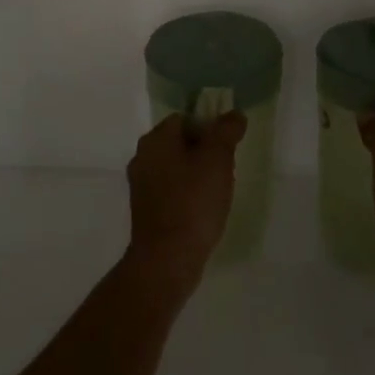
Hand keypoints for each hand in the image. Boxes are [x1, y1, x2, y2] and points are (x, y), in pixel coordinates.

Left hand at [124, 112, 244, 294]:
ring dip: (196, 174)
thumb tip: (234, 114)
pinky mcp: (145, 211)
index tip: (227, 147)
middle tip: (226, 169)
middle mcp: (143, 157)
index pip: (185, 118)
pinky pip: (171, 191)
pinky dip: (187, 195)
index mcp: (156, 139)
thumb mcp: (217, 159)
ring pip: (175, 168)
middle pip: (180, 143)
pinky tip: (203, 210)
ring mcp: (141, 185)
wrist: (167, 260)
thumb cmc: (193, 202)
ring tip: (217, 192)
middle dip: (204, 152)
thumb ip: (226, 131)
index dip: (209, 127)